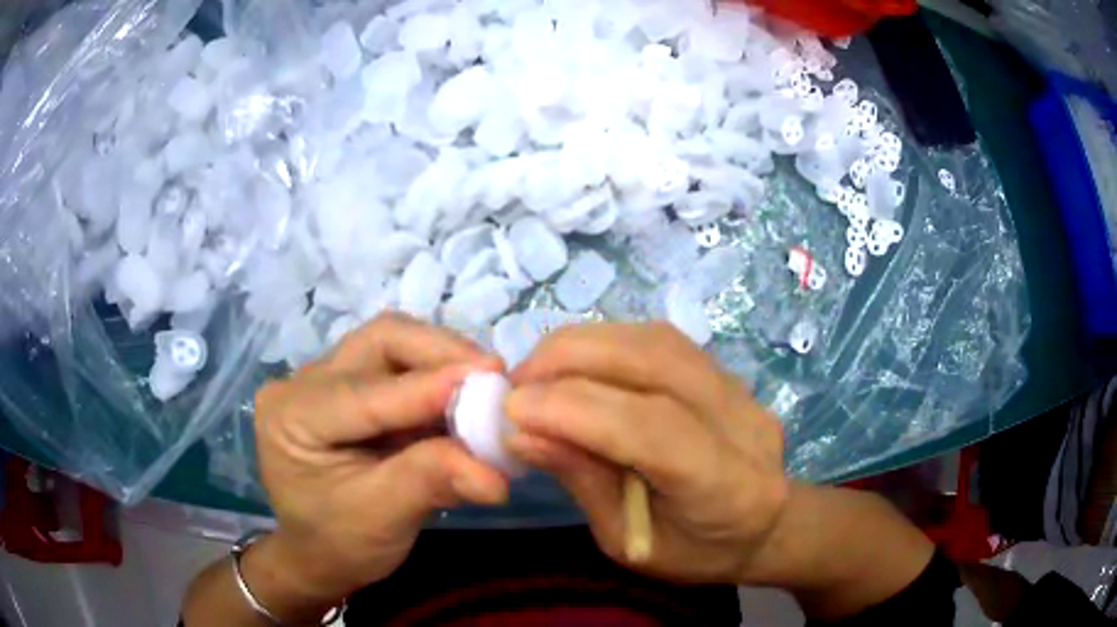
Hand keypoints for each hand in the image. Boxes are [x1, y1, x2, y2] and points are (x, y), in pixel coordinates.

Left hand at [252, 313, 508, 615]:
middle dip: (440, 354)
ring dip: (443, 363)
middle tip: (493, 376)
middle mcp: (303, 383)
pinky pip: (399, 367)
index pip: (364, 392)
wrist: (319, 554)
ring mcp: (326, 380)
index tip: (492, 378)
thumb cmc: (339, 544)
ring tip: (483, 392)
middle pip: (379, 342)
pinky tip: (463, 403)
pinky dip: (437, 381)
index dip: (428, 385)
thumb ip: (430, 483)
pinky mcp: (350, 386)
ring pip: (392, 345)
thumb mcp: (381, 519)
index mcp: (292, 416)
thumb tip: (495, 473)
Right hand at [504, 322, 789, 584]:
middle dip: (572, 360)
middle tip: (517, 382)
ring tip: (539, 371)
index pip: (653, 429)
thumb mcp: (628, 542)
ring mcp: (741, 389)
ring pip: (658, 340)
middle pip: (658, 362)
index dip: (577, 411)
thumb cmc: (695, 553)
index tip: (512, 410)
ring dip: (585, 345)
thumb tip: (520, 433)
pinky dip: (607, 344)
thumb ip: (583, 480)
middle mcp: (743, 424)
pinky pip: (661, 341)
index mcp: (727, 489)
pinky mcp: (727, 371)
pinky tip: (578, 364)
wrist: (763, 528)